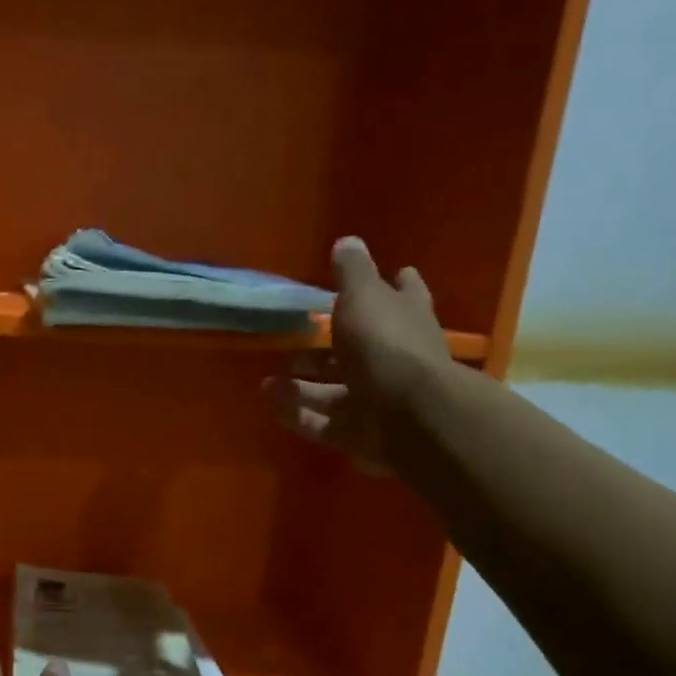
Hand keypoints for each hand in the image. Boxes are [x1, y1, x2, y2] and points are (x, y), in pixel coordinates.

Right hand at [264, 237, 451, 473]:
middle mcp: (394, 359)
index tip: (394, 275)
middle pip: (358, 350)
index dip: (396, 285)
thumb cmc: (386, 344)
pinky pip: (321, 423)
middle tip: (295, 342)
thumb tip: (347, 241)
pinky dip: (296, 414)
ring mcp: (377, 401)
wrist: (408, 416)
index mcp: (405, 320)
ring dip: (301, 386)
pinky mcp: (359, 434)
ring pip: (334, 391)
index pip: (405, 295)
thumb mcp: (364, 296)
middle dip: (327, 349)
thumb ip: (352, 272)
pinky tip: (269, 403)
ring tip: (267, 381)